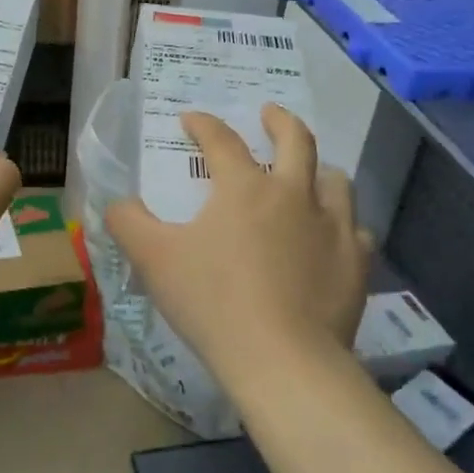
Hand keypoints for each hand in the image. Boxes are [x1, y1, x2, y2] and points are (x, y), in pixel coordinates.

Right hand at [107, 106, 372, 386]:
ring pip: (335, 181)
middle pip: (296, 141)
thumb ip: (128, 223)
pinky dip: (343, 225)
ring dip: (319, 170)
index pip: (221, 140)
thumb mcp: (154, 260)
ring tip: (311, 174)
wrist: (282, 359)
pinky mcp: (356, 262)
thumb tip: (117, 203)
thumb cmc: (213, 302)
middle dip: (280, 121)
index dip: (203, 124)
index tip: (191, 118)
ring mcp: (333, 227)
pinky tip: (334, 236)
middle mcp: (294, 194)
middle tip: (270, 113)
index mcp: (245, 187)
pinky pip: (356, 230)